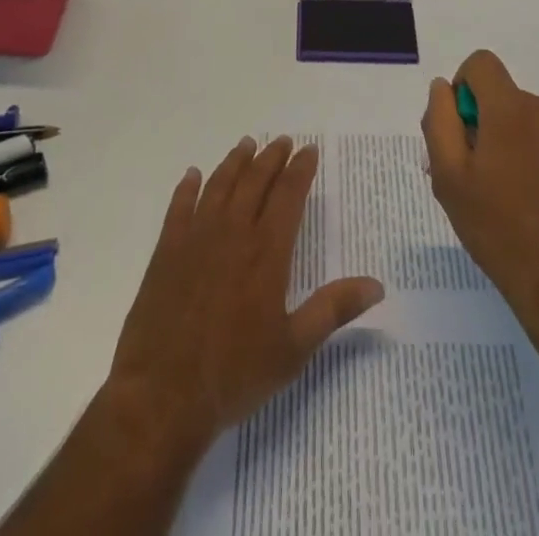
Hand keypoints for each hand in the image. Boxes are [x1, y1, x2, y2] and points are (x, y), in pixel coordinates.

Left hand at [105, 136, 384, 451]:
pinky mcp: (166, 253)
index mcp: (266, 252)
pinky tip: (192, 176)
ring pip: (219, 186)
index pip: (288, 195)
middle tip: (282, 141)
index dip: (300, 170)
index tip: (309, 150)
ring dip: (235, 162)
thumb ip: (333, 310)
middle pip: (255, 182)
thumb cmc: (233, 374)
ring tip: (246, 145)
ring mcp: (196, 239)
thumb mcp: (293, 349)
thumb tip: (377, 285)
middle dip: (272, 158)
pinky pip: (178, 208)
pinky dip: (187, 188)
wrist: (162, 397)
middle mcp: (233, 233)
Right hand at [423, 49, 538, 357]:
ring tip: (520, 200)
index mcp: (511, 109)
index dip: (465, 89)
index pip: (482, 64)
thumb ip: (440, 121)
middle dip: (494, 126)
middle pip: (510, 100)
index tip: (464, 131)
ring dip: (525, 146)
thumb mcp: (449, 179)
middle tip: (485, 179)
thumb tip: (443, 88)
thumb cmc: (500, 231)